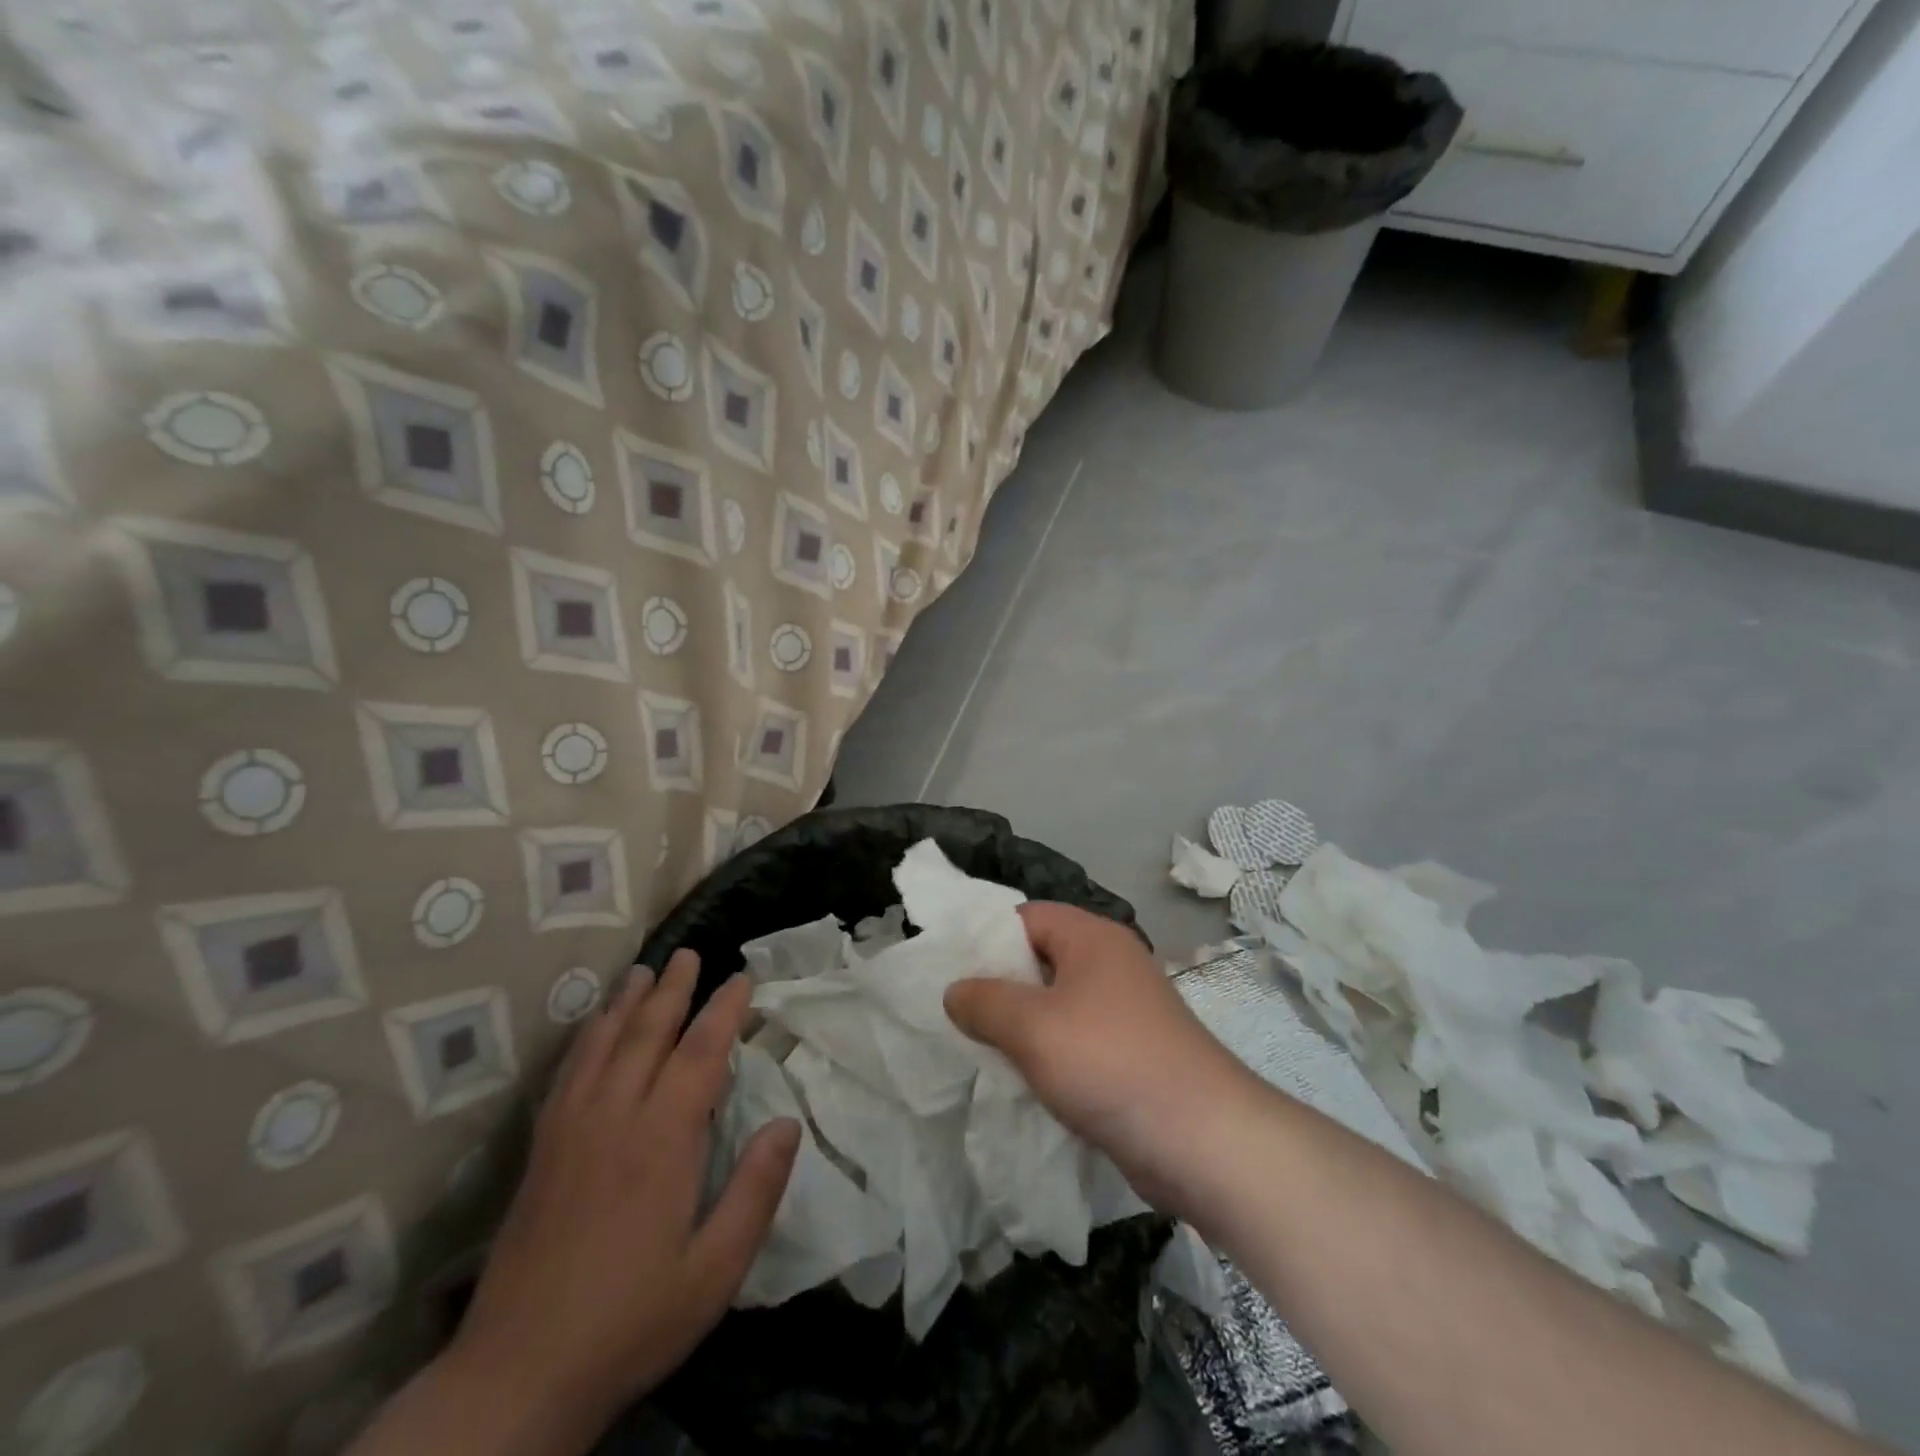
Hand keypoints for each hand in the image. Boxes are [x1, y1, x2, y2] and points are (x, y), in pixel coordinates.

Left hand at [450, 952, 800, 1444]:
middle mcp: (615, 1117)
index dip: (725, 1010)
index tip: (742, 978)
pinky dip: (586, 1037)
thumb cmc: (631, 1320)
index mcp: (663, 1140)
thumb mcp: (715, 1270)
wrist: (517, 1375)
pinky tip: (592, 1027)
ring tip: (644, 970)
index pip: (701, 1053)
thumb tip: (788, 1123)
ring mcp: (571, 1130)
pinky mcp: (542, 1149)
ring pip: (603, 1044)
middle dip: (673, 989)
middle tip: (690, 953)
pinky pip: (568, 1072)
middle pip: (648, 1033)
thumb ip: (756, 1191)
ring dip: (627, 1001)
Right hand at [944, 902, 1257, 1217]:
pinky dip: (1049, 1052)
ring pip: (1057, 1002)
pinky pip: (1077, 1037)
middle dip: (999, 984)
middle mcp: (1111, 963)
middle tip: (956, 1012)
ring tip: (979, 1047)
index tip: (947, 969)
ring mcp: (1126, 1009)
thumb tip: (955, 991)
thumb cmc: (1110, 1063)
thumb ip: (984, 1002)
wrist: (1203, 1140)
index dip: (985, 937)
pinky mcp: (1133, 1051)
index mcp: (1092, 937)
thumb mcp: (1032, 1027)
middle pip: (1040, 958)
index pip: (1026, 916)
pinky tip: (1023, 1079)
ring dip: (1022, 1023)